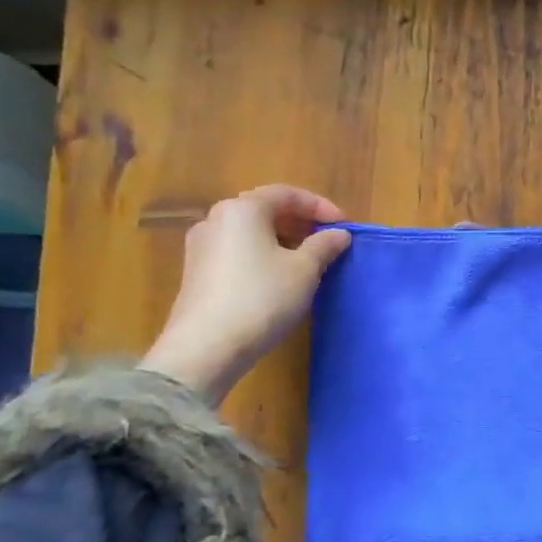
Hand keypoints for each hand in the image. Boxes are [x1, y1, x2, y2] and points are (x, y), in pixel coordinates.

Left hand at [139, 186, 351, 404]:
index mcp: (243, 209)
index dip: (320, 206)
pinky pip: (237, 252)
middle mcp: (216, 220)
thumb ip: (324, 245)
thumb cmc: (262, 298)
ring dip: (283, 240)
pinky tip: (280, 278)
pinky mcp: (197, 273)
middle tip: (328, 241)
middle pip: (265, 210)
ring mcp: (201, 247)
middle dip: (300, 223)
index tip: (344, 225)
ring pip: (251, 232)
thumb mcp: (305, 270)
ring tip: (309, 261)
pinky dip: (263, 255)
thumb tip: (339, 234)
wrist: (206, 348)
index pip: (286, 194)